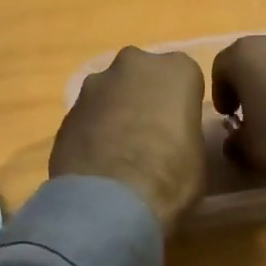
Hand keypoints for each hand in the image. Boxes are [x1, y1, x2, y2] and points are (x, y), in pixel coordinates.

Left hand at [51, 47, 208, 232]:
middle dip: (145, 98)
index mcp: (175, 69)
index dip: (182, 104)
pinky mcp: (66, 109)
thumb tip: (173, 139)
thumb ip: (185, 132)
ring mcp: (94, 84)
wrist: (108, 200)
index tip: (180, 128)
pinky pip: (88, 115)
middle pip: (143, 75)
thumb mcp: (198, 156)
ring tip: (118, 152)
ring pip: (111, 92)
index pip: (186, 77)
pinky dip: (93, 131)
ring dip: (115, 112)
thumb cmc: (170, 177)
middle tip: (150, 135)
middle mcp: (133, 64)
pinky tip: (96, 161)